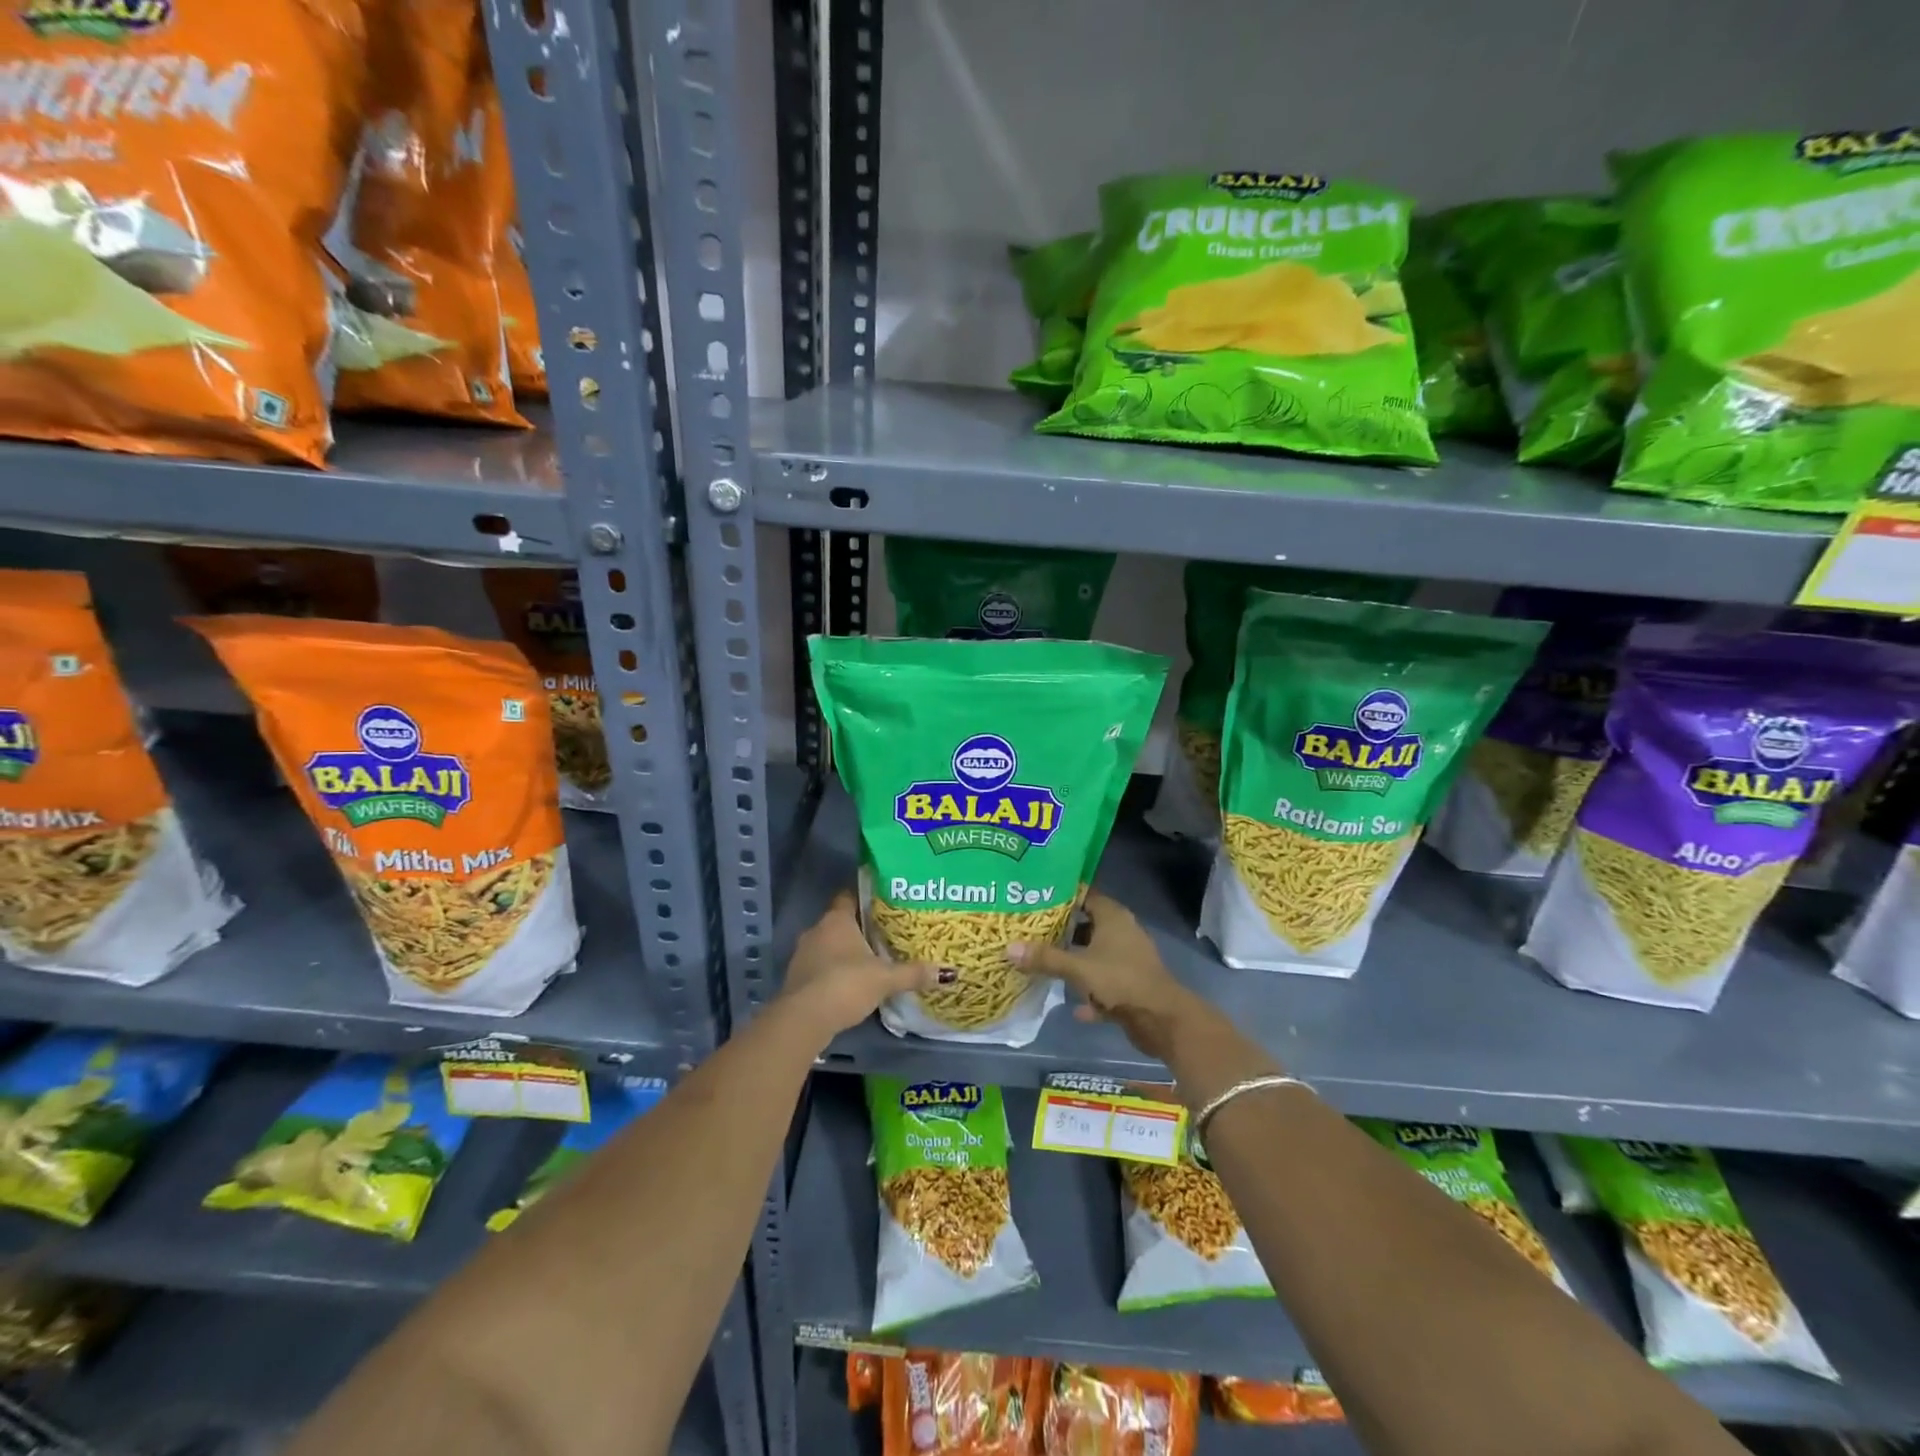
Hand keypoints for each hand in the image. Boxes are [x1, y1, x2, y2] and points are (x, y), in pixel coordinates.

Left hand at [780, 890, 940, 1038]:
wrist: (804, 1019)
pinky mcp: (795, 979)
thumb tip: (946, 972)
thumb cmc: (846, 984)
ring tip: (868, 961)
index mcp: (836, 920)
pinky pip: (818, 967)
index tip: (882, 903)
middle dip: (858, 929)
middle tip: (883, 935)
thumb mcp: (885, 979)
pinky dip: (832, 972)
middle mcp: (816, 930)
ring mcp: (801, 955)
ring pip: (827, 946)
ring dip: (843, 953)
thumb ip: (913, 973)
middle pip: (839, 922)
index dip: (864, 898)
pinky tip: (848, 984)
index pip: (848, 897)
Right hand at [1006, 891, 1209, 1062]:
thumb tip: (1008, 948)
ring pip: (1095, 954)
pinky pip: (1104, 983)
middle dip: (1062, 929)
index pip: (1085, 894)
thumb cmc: (1120, 980)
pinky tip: (1074, 1006)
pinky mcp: (1131, 984)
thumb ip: (1045, 958)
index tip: (1035, 898)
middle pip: (1088, 924)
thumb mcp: (1078, 968)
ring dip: (1075, 961)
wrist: (1162, 1020)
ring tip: (1044, 962)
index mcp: (1113, 917)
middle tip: (1031, 930)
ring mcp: (1128, 959)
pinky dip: (1090, 992)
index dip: (1062, 895)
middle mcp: (1122, 932)